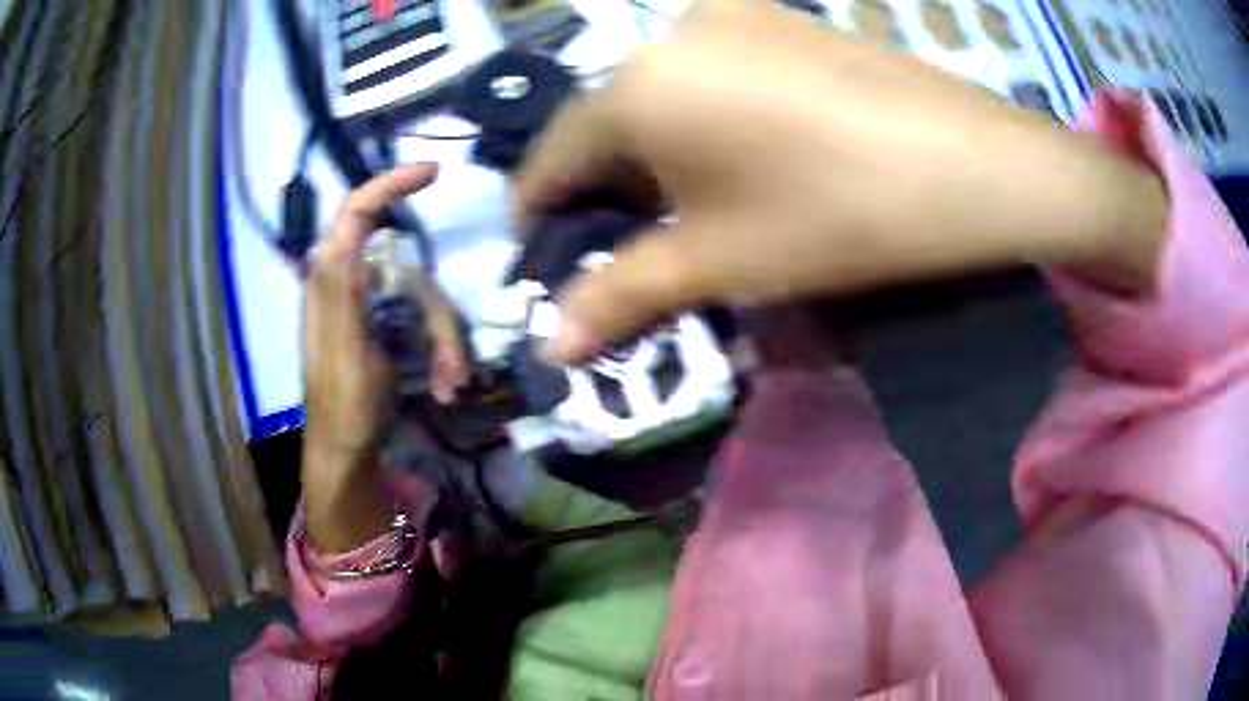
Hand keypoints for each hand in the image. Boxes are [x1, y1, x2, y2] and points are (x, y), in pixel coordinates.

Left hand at [303, 163, 465, 463]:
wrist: (348, 450)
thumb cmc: (344, 406)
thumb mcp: (344, 351)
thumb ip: (340, 292)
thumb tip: (342, 234)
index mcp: (331, 279)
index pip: (354, 211)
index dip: (388, 184)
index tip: (432, 175)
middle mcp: (351, 282)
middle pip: (410, 269)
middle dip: (437, 316)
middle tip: (452, 366)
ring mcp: (371, 305)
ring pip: (425, 298)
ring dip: (444, 342)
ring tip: (450, 383)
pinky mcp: (386, 325)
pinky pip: (424, 321)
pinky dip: (440, 351)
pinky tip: (445, 384)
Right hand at [515, 0, 1166, 364]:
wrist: (973, 166)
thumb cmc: (838, 214)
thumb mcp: (720, 261)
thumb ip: (620, 297)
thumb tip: (548, 348)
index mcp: (634, 85)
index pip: (552, 157)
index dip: (540, 215)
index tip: (542, 259)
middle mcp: (667, 32)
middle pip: (605, 121)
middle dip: (603, 188)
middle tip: (623, 245)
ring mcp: (729, 16)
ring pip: (658, 93)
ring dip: (653, 151)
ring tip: (688, 204)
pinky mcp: (777, 19)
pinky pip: (709, 72)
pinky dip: (700, 117)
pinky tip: (742, 154)